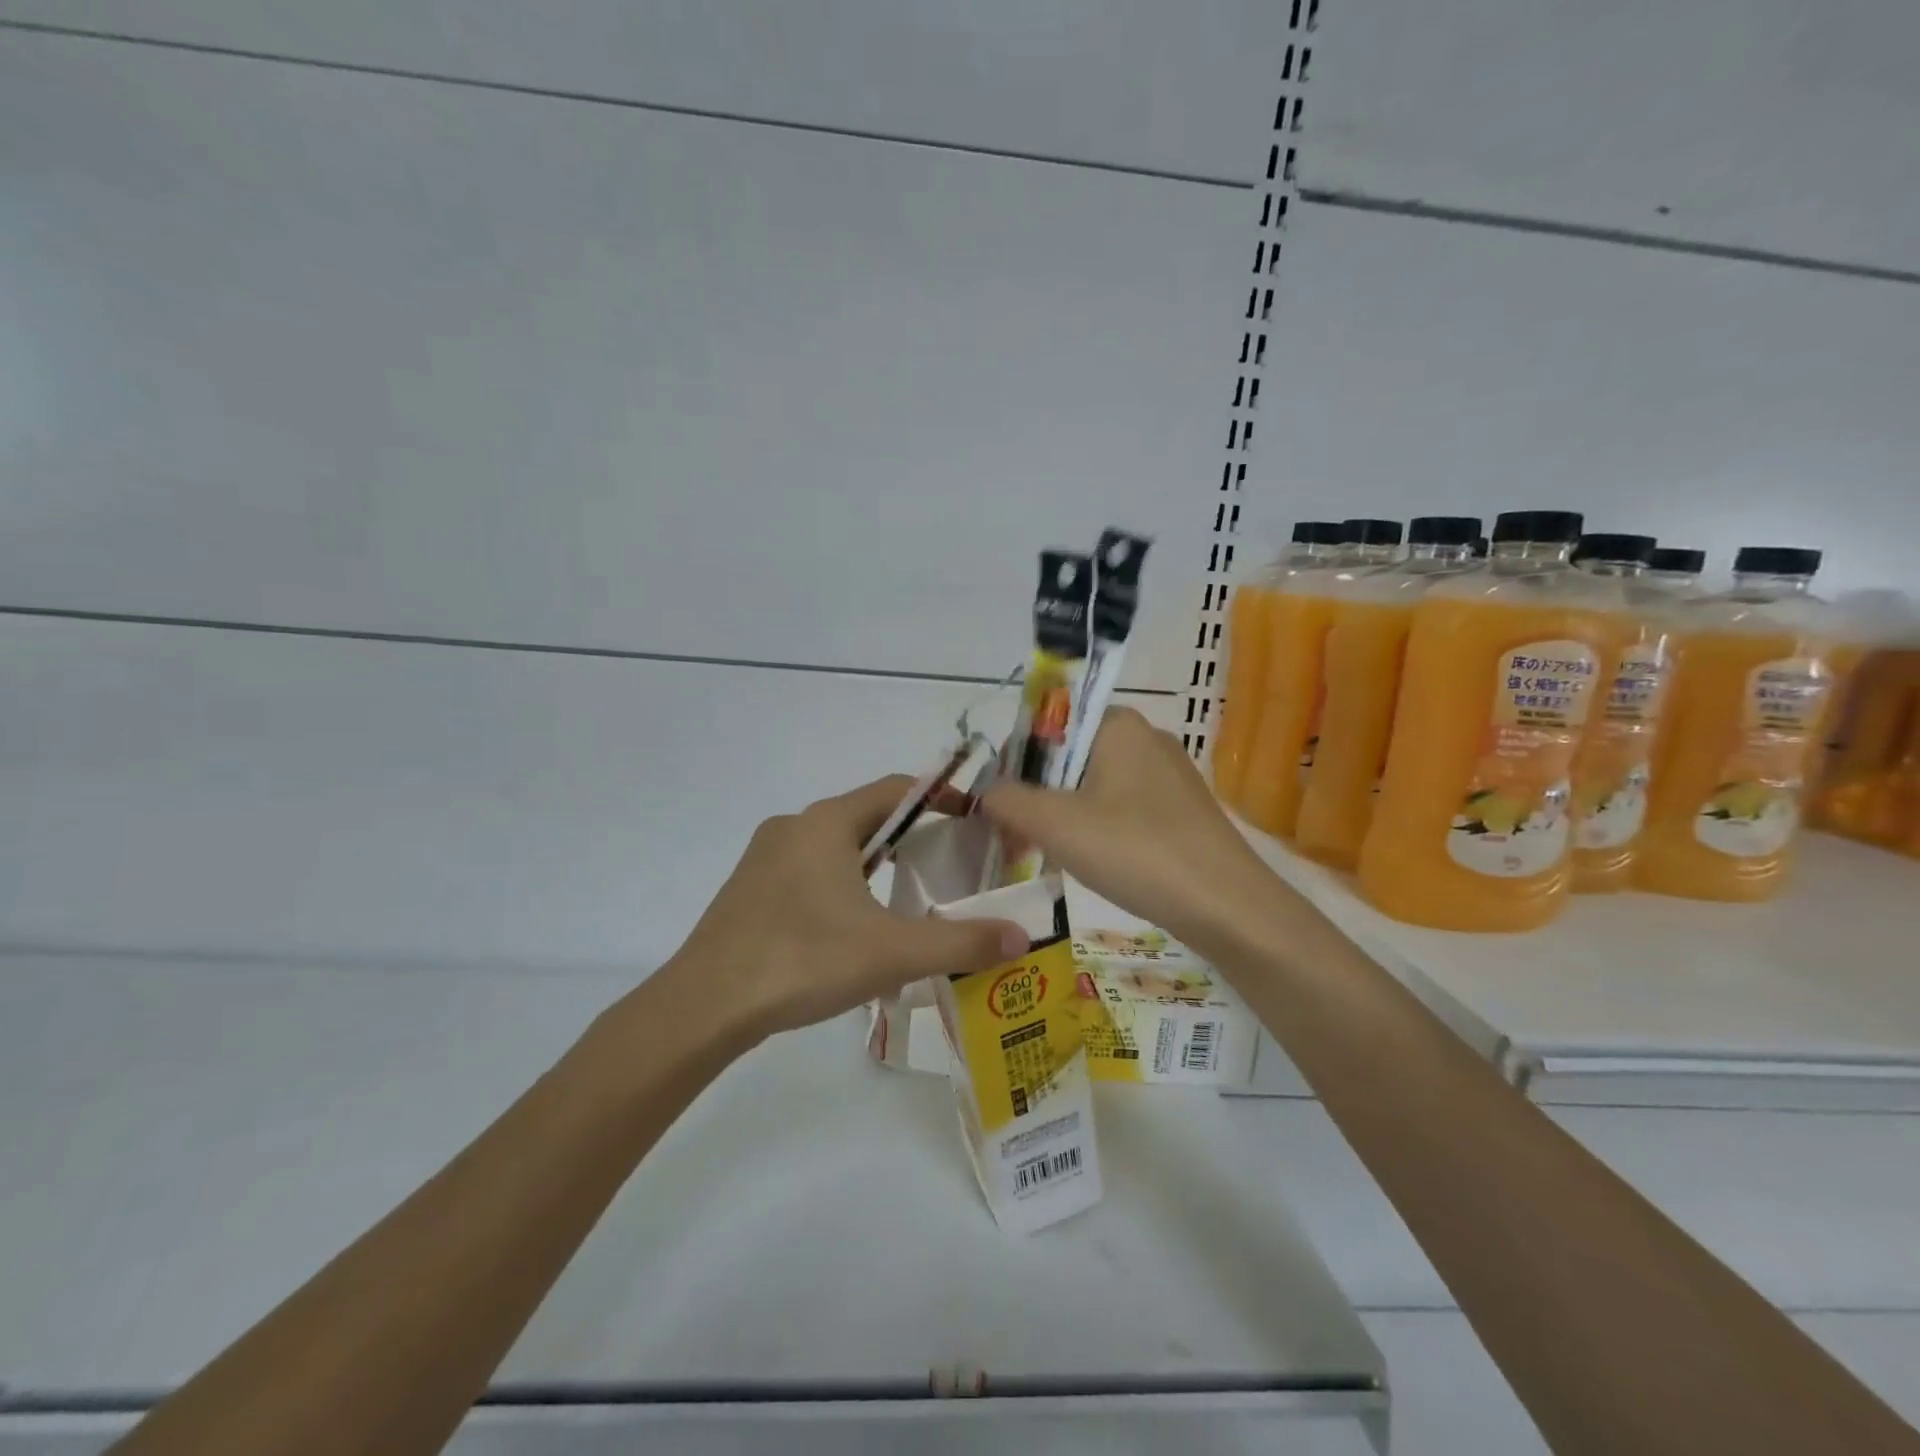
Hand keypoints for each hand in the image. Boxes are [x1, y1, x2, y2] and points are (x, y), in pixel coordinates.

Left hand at [663, 775, 1028, 1041]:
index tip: (972, 820)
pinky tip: (850, 927)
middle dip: (910, 836)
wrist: (704, 1005)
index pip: (896, 789)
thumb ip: (960, 942)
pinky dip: (841, 883)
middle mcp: (794, 826)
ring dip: (873, 863)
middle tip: (947, 865)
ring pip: (835, 845)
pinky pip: (809, 869)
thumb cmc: (802, 960)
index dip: (939, 797)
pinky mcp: (749, 888)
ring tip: (905, 899)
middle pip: (866, 816)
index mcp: (827, 823)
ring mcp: (765, 856)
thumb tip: (1022, 936)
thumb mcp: (891, 953)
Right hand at [981, 708, 1275, 949]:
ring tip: (1048, 853)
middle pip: (1070, 756)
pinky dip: (1098, 828)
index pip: (1047, 725)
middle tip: (1018, 835)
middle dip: (1038, 794)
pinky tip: (1094, 862)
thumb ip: (1008, 801)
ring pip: (1095, 784)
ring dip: (1065, 814)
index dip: (1015, 761)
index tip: (1000, 804)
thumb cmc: (1135, 851)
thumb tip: (986, 794)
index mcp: (1117, 723)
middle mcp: (1146, 737)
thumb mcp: (1055, 824)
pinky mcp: (1184, 809)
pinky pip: (1124, 807)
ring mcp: (1170, 774)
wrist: (1228, 907)